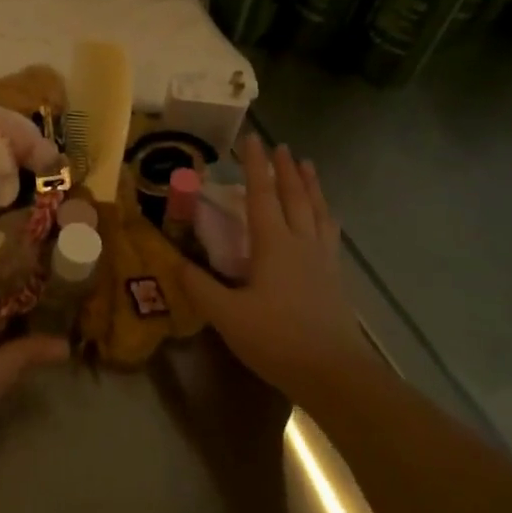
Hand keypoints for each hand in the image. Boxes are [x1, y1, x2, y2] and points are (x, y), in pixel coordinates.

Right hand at [180, 136, 364, 403]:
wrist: (335, 373)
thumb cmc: (277, 339)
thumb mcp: (227, 316)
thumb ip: (200, 286)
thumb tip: (176, 261)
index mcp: (274, 244)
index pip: (262, 195)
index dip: (256, 166)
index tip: (253, 139)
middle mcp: (301, 243)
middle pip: (295, 197)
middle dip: (286, 169)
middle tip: (283, 146)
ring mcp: (323, 260)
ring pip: (318, 211)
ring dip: (311, 186)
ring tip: (309, 166)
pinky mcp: (335, 279)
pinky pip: (329, 232)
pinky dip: (325, 214)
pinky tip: (327, 218)